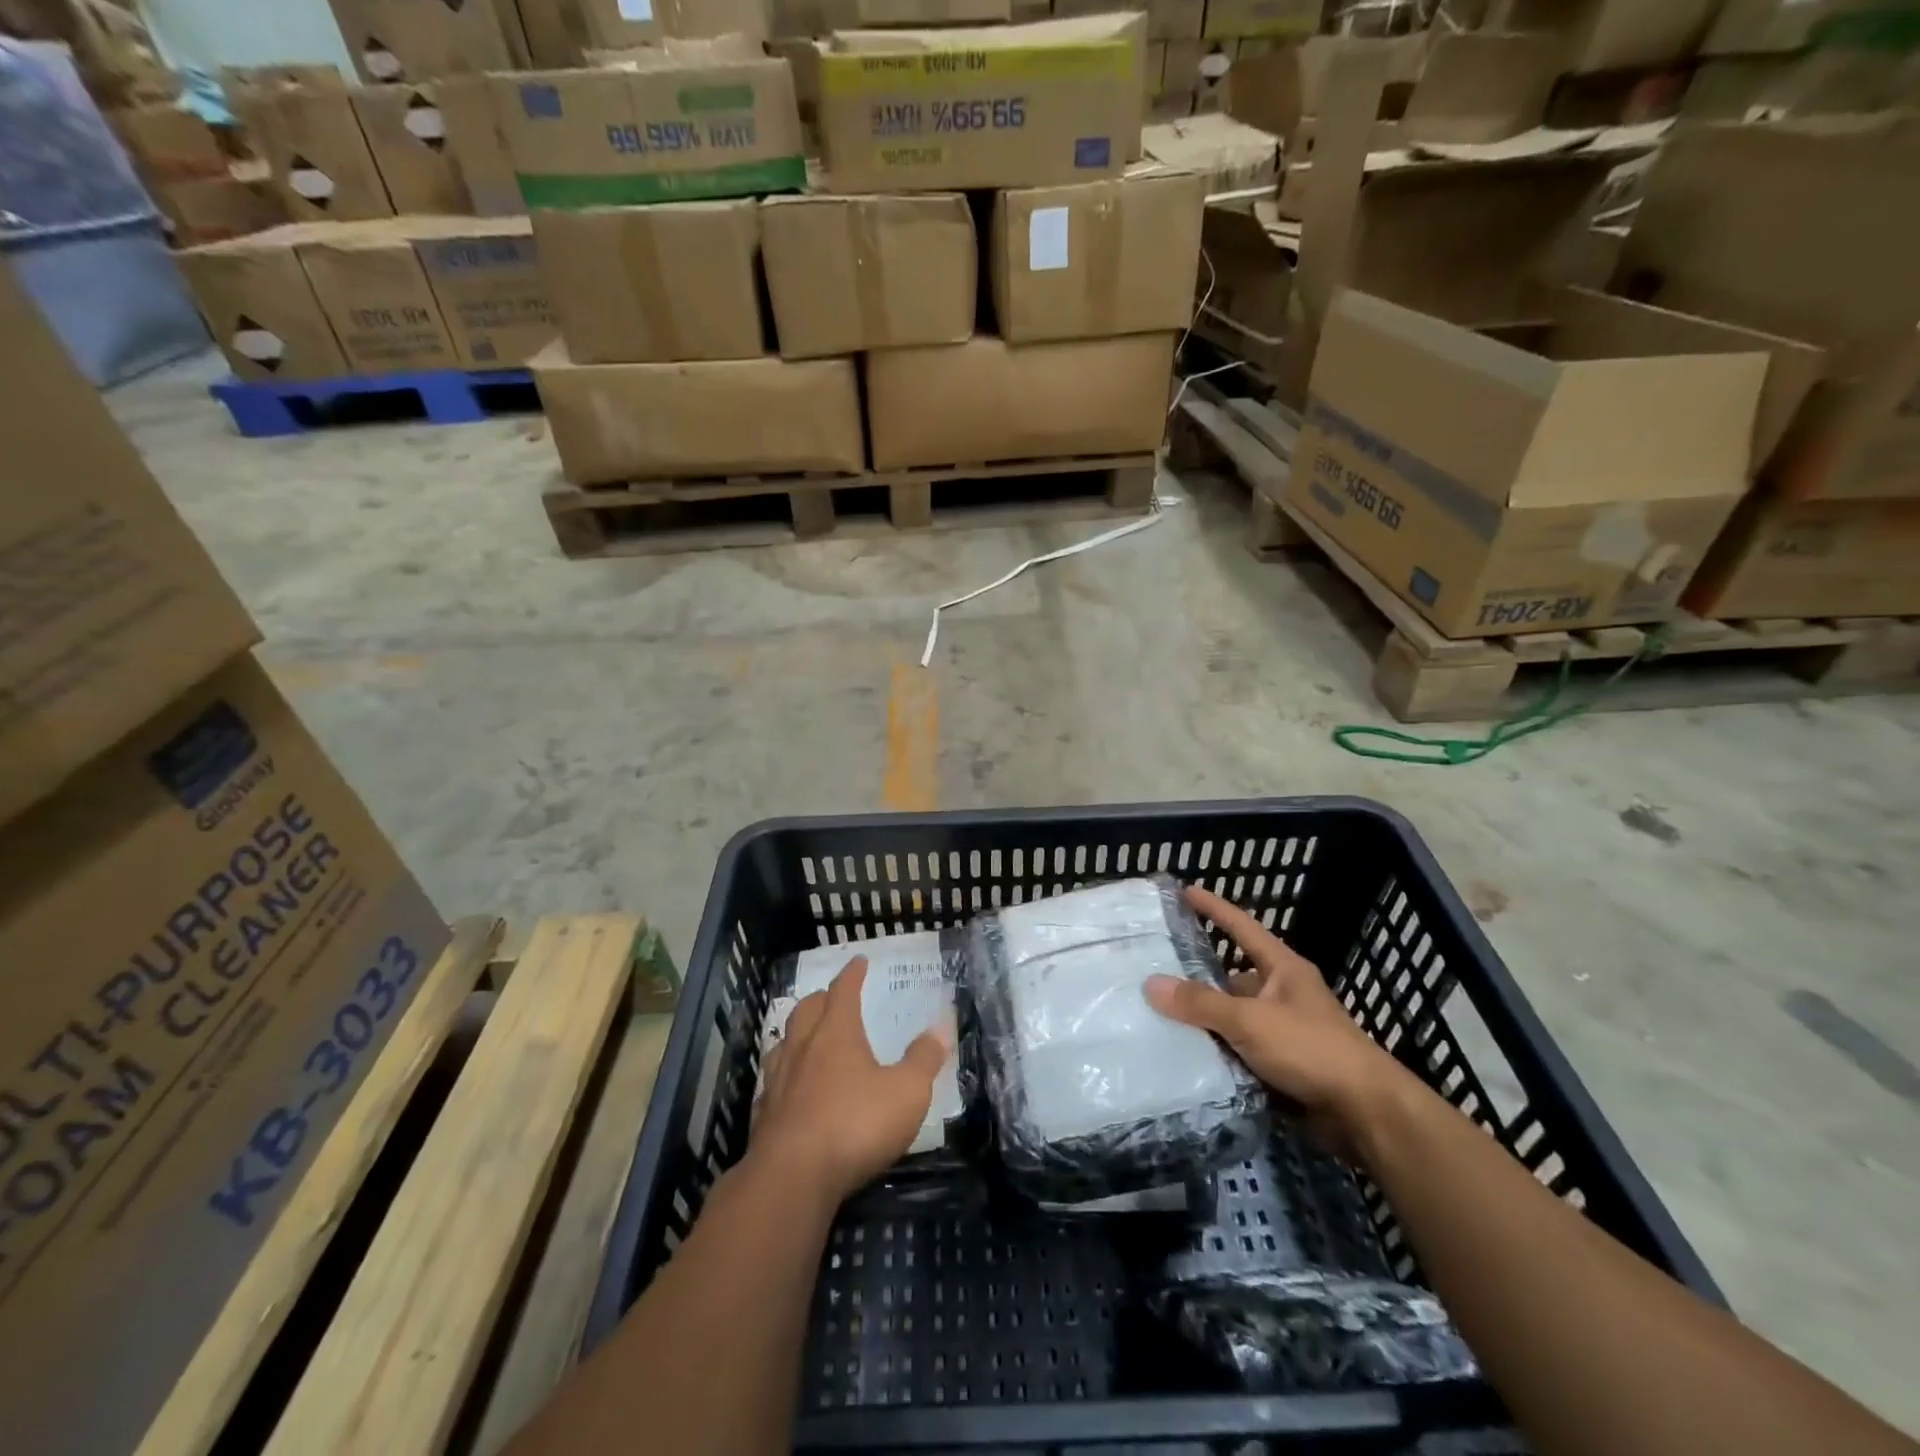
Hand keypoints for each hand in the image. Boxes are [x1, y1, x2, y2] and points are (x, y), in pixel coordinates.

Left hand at [751, 956, 953, 1205]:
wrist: (792, 1178)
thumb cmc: (855, 1125)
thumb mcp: (906, 1092)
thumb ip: (924, 1059)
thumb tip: (942, 1028)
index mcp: (836, 1032)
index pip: (843, 991)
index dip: (852, 974)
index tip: (858, 961)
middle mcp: (803, 1047)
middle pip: (807, 1009)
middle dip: (822, 998)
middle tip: (833, 996)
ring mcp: (778, 1080)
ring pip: (784, 1041)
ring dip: (797, 1032)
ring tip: (807, 1035)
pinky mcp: (764, 1114)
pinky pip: (773, 1081)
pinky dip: (784, 1073)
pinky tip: (789, 1087)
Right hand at [1146, 885, 1412, 1151]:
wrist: (1366, 1113)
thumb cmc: (1311, 1049)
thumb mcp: (1250, 1020)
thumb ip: (1201, 1003)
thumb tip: (1151, 984)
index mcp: (1282, 969)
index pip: (1242, 927)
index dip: (1214, 908)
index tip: (1186, 891)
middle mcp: (1283, 994)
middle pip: (1232, 976)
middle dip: (1198, 975)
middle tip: (1155, 968)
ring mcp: (1284, 1031)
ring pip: (1234, 1016)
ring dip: (1205, 1019)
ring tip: (1158, 1014)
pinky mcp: (1283, 1065)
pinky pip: (1239, 1049)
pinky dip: (1217, 1051)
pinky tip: (1185, 1054)